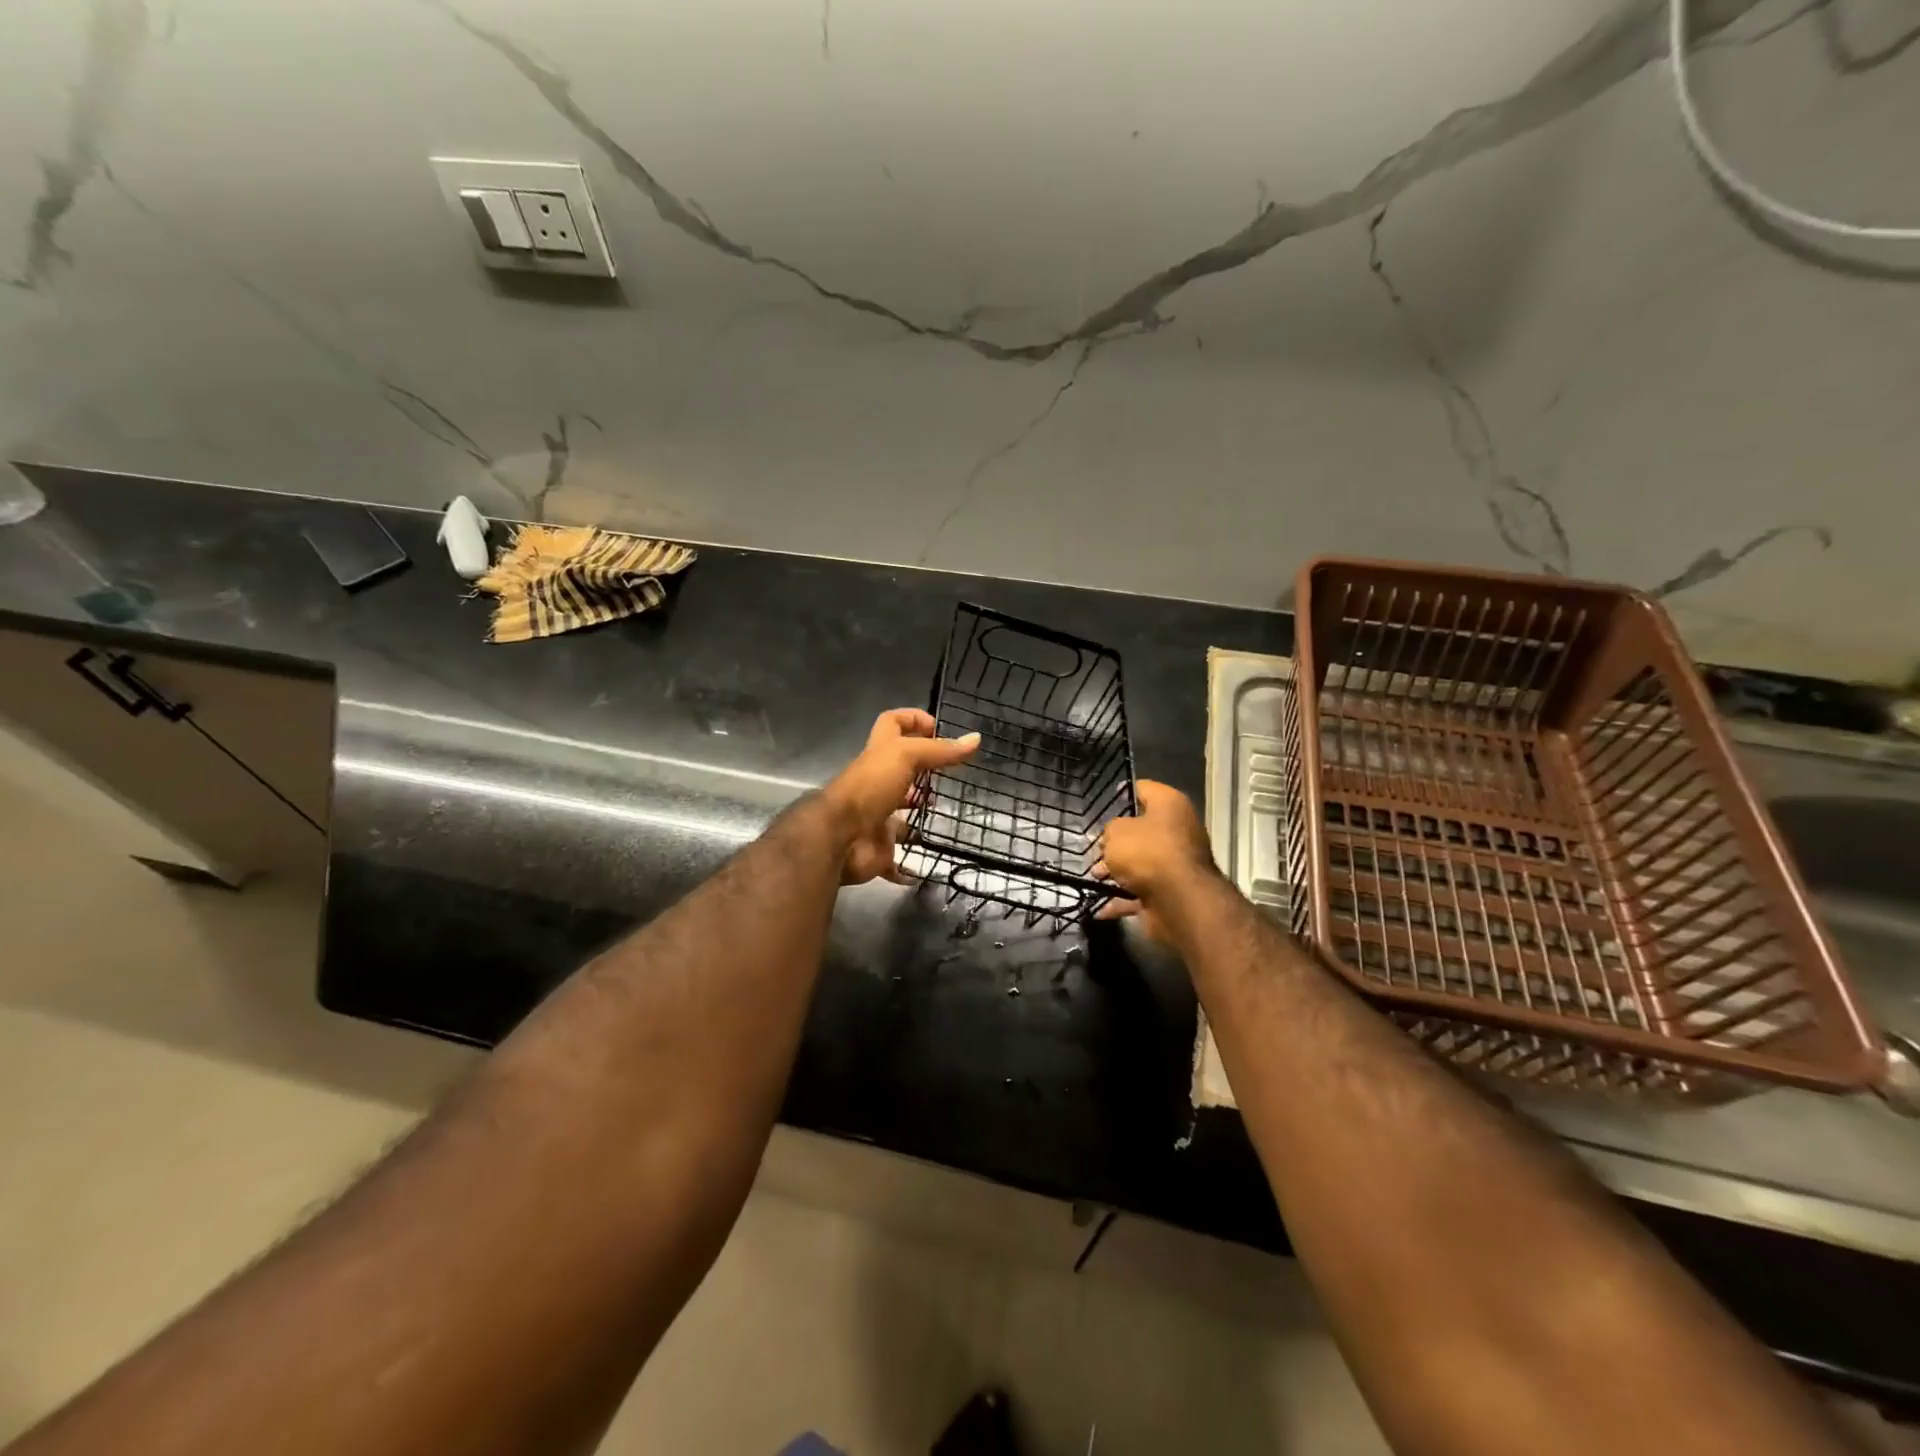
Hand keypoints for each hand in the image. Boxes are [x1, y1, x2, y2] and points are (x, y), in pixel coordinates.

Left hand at [825, 708, 979, 885]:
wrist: (839, 838)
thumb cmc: (870, 787)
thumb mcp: (906, 757)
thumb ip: (940, 750)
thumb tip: (976, 738)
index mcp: (879, 754)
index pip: (892, 724)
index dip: (913, 719)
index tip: (939, 729)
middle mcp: (876, 783)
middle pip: (899, 770)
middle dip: (922, 772)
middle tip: (951, 776)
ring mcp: (876, 817)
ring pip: (899, 814)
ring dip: (918, 815)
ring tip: (945, 812)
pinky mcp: (879, 849)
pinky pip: (896, 860)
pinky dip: (908, 866)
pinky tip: (928, 863)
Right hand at [1093, 780, 1217, 939]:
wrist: (1180, 902)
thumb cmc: (1148, 853)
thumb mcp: (1116, 832)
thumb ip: (1110, 830)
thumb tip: (1113, 840)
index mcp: (1170, 805)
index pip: (1143, 789)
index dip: (1121, 793)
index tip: (1102, 802)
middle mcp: (1177, 831)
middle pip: (1141, 830)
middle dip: (1115, 840)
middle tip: (1093, 846)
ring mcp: (1175, 864)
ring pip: (1139, 863)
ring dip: (1115, 871)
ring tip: (1092, 876)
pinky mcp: (1170, 892)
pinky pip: (1139, 892)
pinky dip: (1120, 899)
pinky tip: (1098, 908)